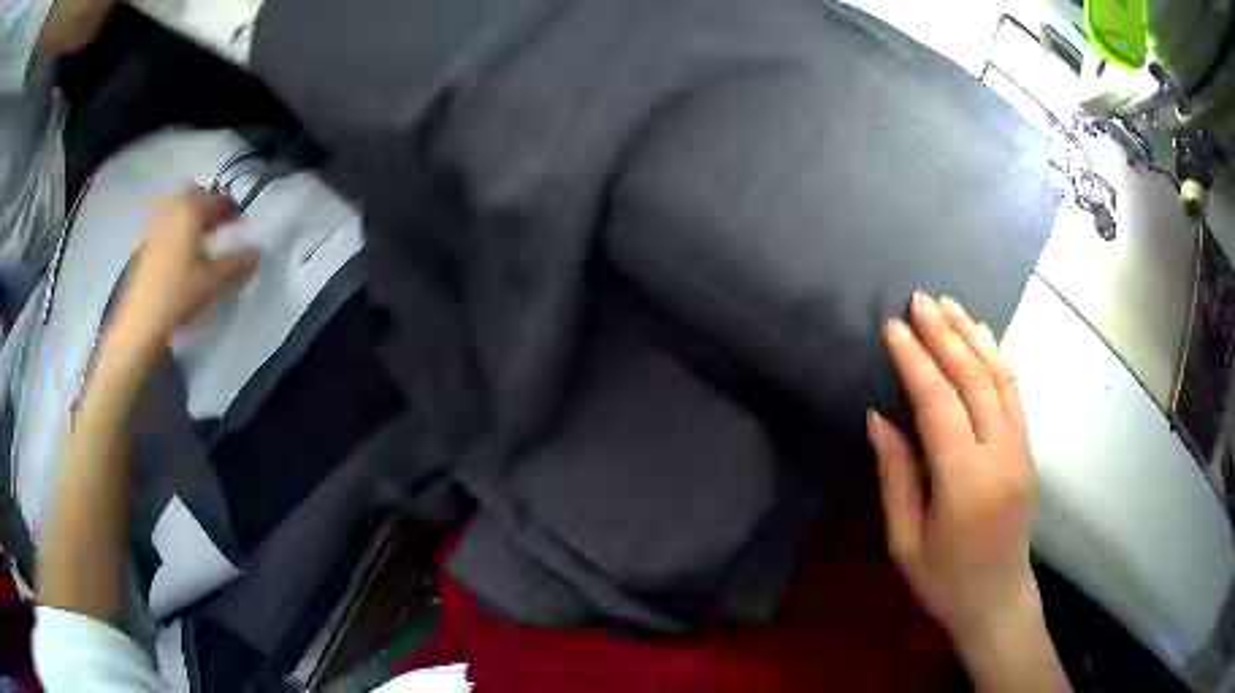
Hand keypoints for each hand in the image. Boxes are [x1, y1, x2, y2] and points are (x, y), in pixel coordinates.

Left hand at [109, 189, 259, 354]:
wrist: (141, 324)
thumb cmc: (178, 295)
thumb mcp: (213, 281)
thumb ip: (237, 263)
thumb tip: (258, 251)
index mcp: (191, 210)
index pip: (218, 200)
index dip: (232, 210)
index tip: (242, 223)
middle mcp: (172, 210)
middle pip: (195, 196)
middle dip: (209, 206)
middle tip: (221, 226)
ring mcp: (156, 226)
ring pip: (179, 210)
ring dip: (192, 218)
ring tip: (202, 240)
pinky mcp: (145, 245)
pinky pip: (167, 225)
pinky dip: (178, 231)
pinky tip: (183, 254)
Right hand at [868, 293, 1039, 649]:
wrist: (998, 600)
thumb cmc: (943, 580)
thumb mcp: (904, 541)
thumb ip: (896, 476)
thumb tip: (880, 416)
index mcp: (965, 484)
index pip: (940, 405)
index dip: (915, 362)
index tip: (894, 328)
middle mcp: (1001, 457)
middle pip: (974, 381)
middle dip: (945, 335)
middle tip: (919, 299)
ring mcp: (1021, 451)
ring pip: (1000, 378)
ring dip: (973, 336)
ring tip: (949, 305)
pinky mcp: (1029, 451)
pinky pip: (1014, 394)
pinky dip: (997, 358)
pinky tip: (982, 336)